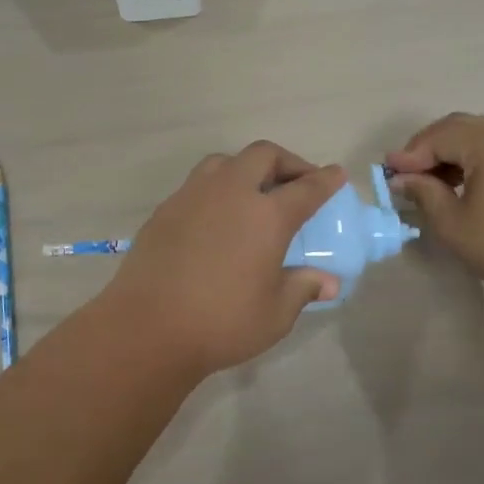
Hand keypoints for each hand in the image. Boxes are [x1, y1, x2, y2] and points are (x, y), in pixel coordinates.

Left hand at [97, 142, 345, 380]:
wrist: (148, 327)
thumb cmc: (221, 323)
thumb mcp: (275, 314)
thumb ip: (303, 289)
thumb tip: (329, 283)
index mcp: (266, 215)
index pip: (306, 188)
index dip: (325, 180)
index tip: (336, 174)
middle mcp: (231, 193)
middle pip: (263, 156)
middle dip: (286, 162)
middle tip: (296, 183)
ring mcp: (192, 196)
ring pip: (224, 162)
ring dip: (246, 168)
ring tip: (253, 193)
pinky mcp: (165, 209)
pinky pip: (197, 184)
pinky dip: (216, 189)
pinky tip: (216, 217)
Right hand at [384, 113, 483, 308]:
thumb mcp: (452, 223)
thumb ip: (424, 193)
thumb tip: (402, 179)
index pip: (439, 137)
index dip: (410, 154)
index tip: (387, 172)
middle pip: (459, 127)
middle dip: (427, 147)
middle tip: (404, 172)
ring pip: (479, 134)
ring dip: (450, 151)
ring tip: (429, 180)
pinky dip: (473, 157)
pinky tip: (460, 181)